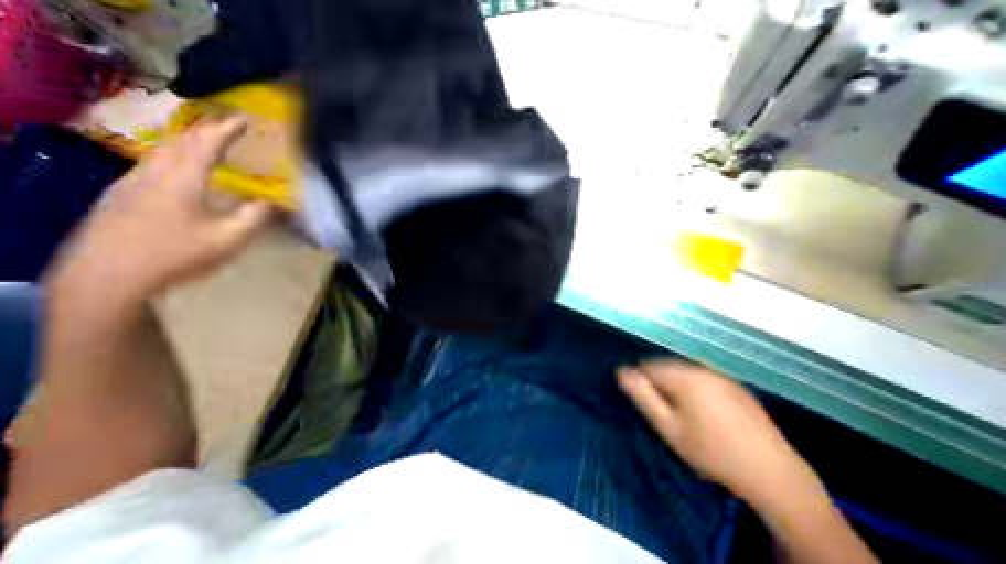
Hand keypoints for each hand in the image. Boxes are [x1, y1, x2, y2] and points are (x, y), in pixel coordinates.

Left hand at [45, 115, 272, 308]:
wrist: (108, 276)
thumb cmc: (177, 254)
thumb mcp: (229, 239)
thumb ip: (255, 217)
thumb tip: (274, 202)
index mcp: (181, 180)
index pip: (206, 144)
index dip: (227, 130)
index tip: (245, 119)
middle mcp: (153, 173)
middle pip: (179, 141)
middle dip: (206, 130)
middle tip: (229, 128)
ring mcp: (131, 183)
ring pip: (162, 151)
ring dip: (188, 142)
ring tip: (208, 143)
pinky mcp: (122, 195)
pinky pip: (153, 164)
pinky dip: (174, 157)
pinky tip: (181, 170)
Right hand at [614, 359, 823, 509]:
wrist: (775, 476)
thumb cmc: (712, 452)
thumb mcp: (669, 428)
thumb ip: (642, 396)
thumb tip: (621, 371)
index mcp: (685, 376)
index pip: (647, 366)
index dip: (642, 384)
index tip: (648, 407)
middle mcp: (703, 369)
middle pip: (666, 366)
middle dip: (658, 384)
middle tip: (665, 414)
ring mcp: (722, 376)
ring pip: (684, 371)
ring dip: (675, 385)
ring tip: (682, 414)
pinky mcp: (736, 386)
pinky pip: (703, 378)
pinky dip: (694, 388)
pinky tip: (704, 412)